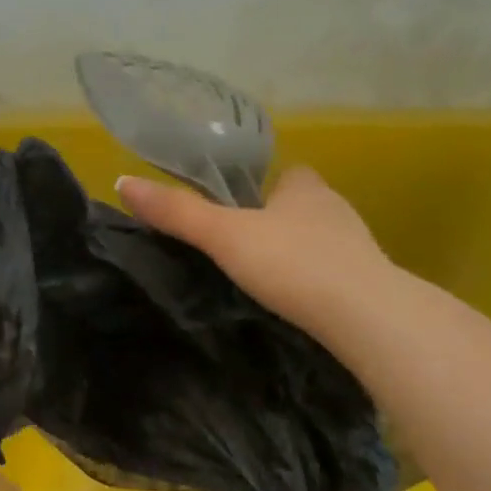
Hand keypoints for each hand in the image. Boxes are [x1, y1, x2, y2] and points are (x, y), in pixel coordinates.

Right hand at [116, 167, 395, 335]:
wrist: (364, 316)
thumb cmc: (292, 262)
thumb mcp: (224, 235)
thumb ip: (177, 212)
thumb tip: (122, 181)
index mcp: (305, 187)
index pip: (285, 174)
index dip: (261, 189)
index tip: (237, 211)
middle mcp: (335, 208)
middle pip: (300, 208)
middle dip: (276, 223)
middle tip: (241, 250)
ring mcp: (357, 246)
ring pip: (318, 242)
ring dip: (296, 255)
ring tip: (264, 281)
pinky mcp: (368, 283)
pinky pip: (333, 274)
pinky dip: (314, 283)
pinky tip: (296, 304)